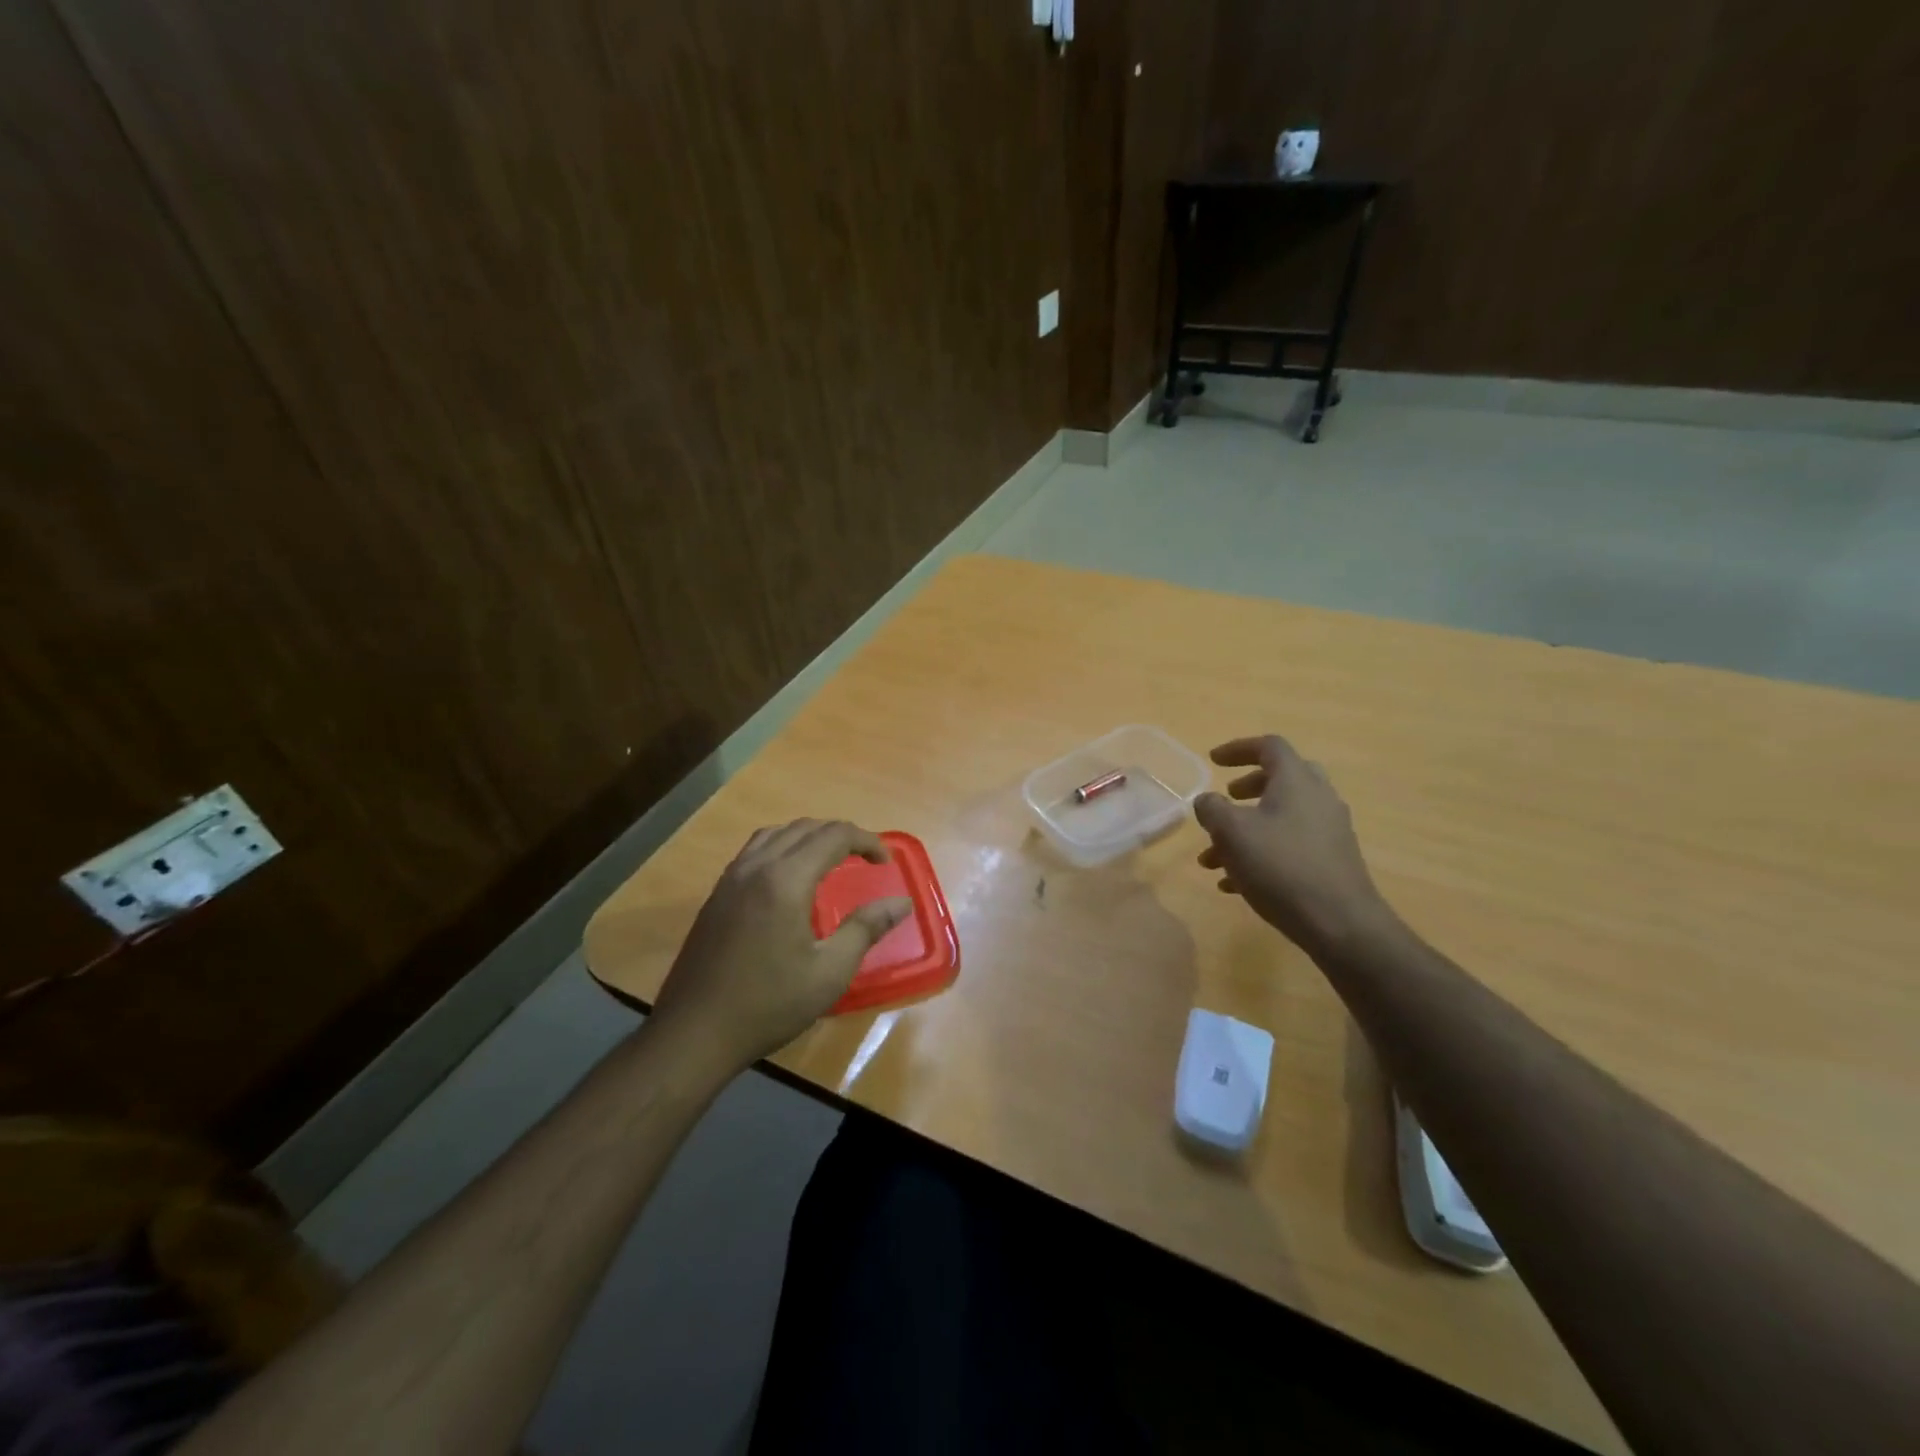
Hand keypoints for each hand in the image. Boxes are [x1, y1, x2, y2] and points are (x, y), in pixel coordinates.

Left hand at [650, 819, 911, 1070]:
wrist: (694, 1033)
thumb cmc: (769, 1004)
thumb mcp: (829, 972)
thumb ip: (866, 928)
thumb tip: (901, 902)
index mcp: (786, 879)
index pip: (834, 836)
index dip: (866, 841)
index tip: (885, 863)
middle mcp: (756, 866)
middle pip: (805, 828)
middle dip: (841, 835)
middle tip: (865, 859)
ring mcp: (731, 878)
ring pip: (777, 834)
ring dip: (809, 837)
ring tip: (831, 859)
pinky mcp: (717, 894)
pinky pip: (755, 850)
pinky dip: (783, 847)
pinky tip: (790, 877)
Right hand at [1194, 734, 1392, 956]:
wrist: (1340, 924)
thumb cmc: (1281, 867)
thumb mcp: (1231, 833)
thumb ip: (1212, 809)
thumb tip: (1207, 800)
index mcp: (1296, 781)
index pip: (1269, 746)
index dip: (1238, 748)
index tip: (1212, 761)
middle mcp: (1318, 798)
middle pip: (1282, 778)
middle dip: (1248, 788)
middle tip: (1226, 800)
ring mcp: (1329, 831)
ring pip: (1282, 817)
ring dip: (1247, 829)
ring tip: (1214, 858)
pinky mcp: (1332, 861)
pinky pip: (1291, 845)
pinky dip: (1262, 852)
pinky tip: (1236, 884)